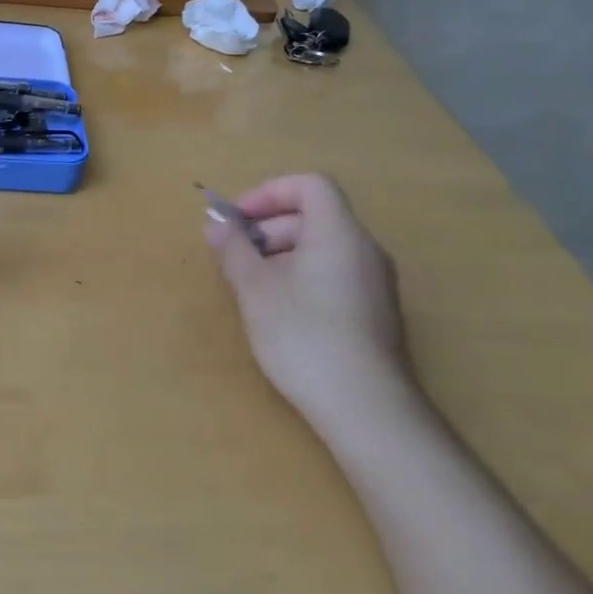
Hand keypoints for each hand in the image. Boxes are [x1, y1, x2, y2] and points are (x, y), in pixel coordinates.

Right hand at [207, 173, 421, 439]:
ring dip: (279, 255)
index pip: (310, 185)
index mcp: (339, 233)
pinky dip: (300, 277)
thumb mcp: (255, 289)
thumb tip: (217, 225)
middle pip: (313, 216)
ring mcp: (374, 283)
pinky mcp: (374, 313)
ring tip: (249, 287)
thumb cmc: (304, 336)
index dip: (268, 193)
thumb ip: (234, 250)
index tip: (237, 220)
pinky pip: (332, 274)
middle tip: (232, 256)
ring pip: (321, 248)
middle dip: (266, 228)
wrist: (366, 408)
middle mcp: (364, 250)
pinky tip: (278, 312)